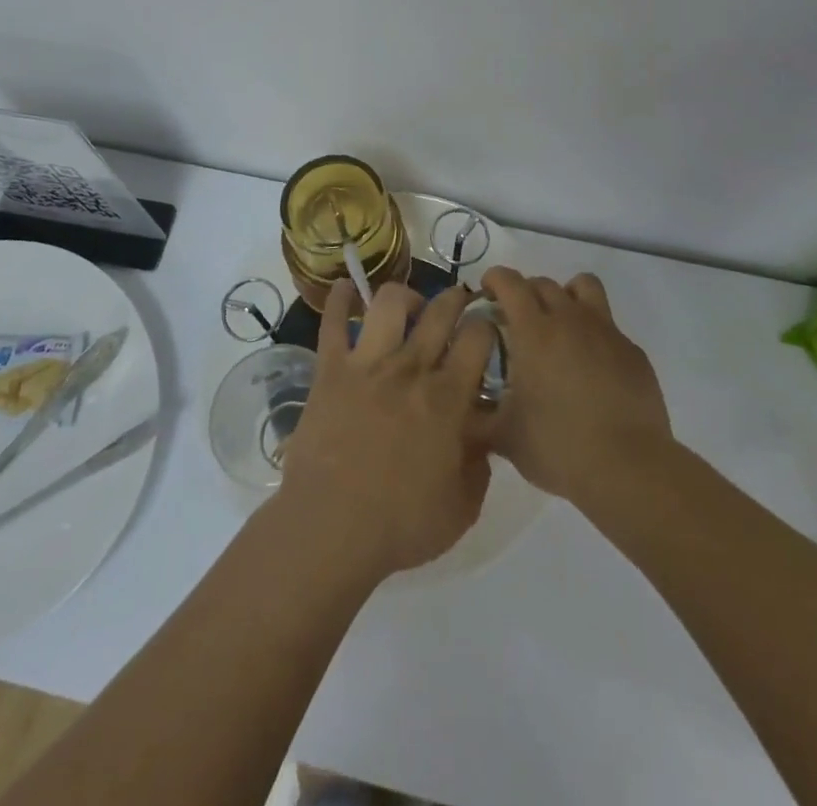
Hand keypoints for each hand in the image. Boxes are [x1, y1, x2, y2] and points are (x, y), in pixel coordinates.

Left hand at [274, 279, 497, 582]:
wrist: (331, 528)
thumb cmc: (401, 524)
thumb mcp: (462, 507)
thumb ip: (479, 466)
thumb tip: (481, 437)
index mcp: (447, 397)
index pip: (477, 337)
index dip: (487, 327)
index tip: (487, 332)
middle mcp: (410, 368)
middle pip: (440, 310)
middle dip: (455, 298)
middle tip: (458, 305)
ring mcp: (367, 363)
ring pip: (389, 302)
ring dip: (405, 297)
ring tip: (409, 308)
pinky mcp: (330, 369)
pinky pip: (333, 322)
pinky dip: (339, 299)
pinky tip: (345, 288)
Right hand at [480, 268, 672, 502]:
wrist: (628, 468)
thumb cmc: (557, 446)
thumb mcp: (503, 436)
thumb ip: (477, 415)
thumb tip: (460, 407)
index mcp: (534, 331)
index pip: (510, 282)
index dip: (495, 279)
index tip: (487, 292)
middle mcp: (570, 319)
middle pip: (544, 283)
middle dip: (525, 292)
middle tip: (517, 319)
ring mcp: (606, 332)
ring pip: (583, 287)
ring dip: (565, 295)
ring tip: (558, 324)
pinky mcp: (633, 351)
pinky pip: (608, 326)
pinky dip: (593, 333)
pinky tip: (590, 366)